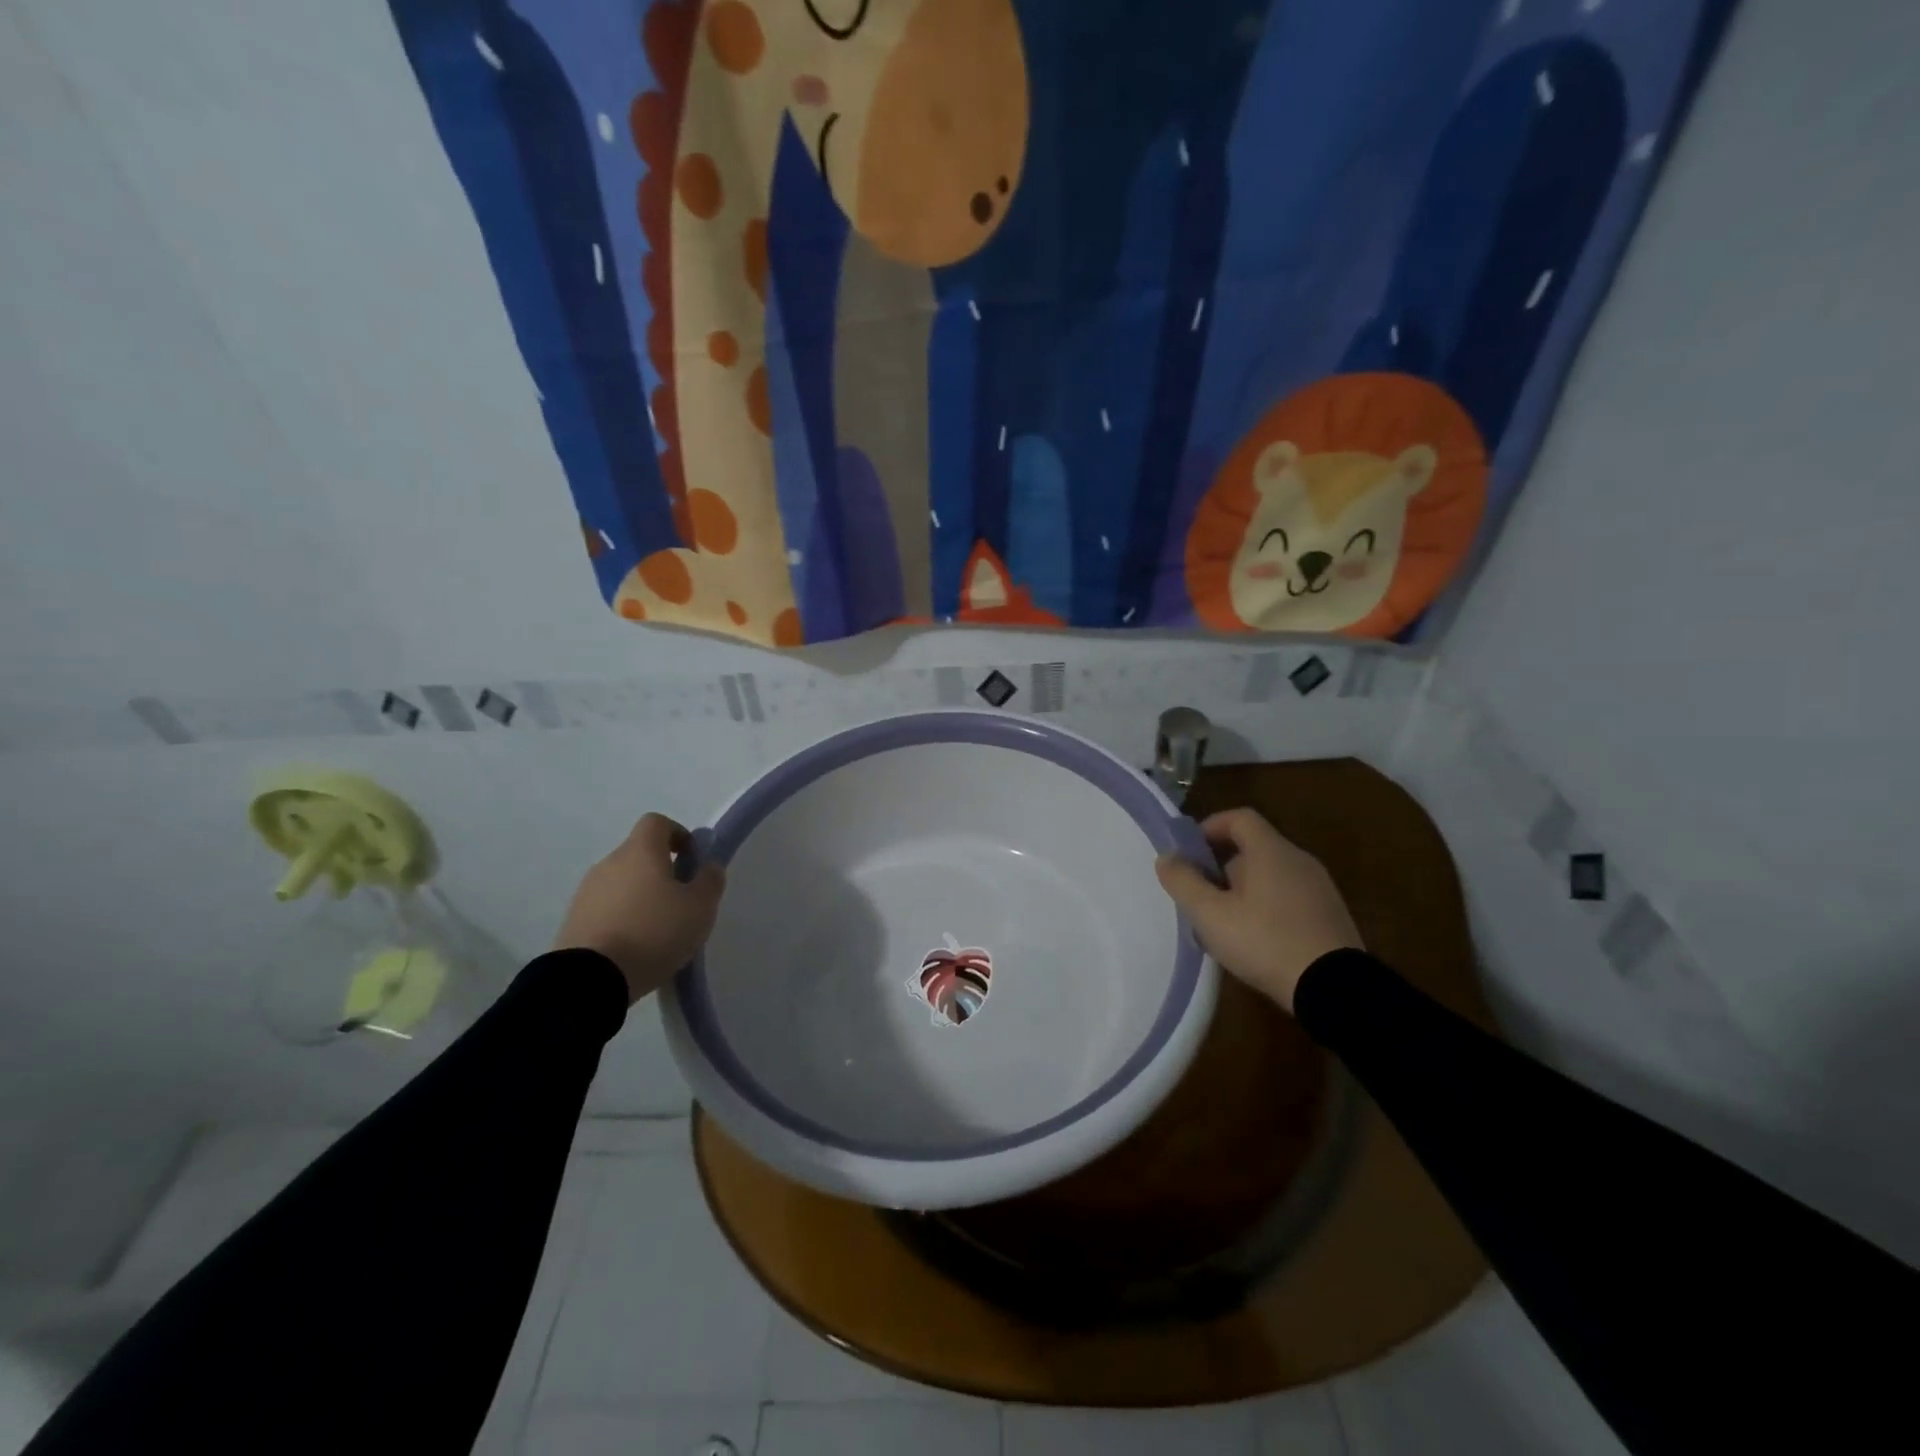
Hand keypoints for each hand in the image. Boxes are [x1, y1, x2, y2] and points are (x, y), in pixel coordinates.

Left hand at [555, 814, 725, 1002]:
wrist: (590, 979)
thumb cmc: (654, 932)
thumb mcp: (700, 907)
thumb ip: (710, 881)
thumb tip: (708, 867)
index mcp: (640, 851)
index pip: (657, 822)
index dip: (678, 835)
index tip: (692, 860)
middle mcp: (609, 863)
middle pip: (639, 854)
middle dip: (661, 871)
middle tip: (681, 902)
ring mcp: (586, 892)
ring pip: (621, 883)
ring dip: (640, 896)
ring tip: (658, 930)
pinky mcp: (573, 921)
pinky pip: (605, 909)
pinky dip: (622, 918)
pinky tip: (634, 947)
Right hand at [1154, 807, 1360, 1012]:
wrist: (1336, 989)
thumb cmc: (1265, 941)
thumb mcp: (1211, 915)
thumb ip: (1184, 882)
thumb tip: (1166, 857)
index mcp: (1271, 851)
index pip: (1240, 818)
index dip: (1211, 827)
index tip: (1190, 851)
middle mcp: (1299, 860)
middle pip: (1254, 848)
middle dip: (1222, 868)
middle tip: (1202, 897)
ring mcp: (1320, 889)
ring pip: (1272, 876)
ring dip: (1243, 891)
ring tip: (1224, 925)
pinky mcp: (1331, 916)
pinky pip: (1290, 899)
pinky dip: (1267, 908)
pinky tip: (1256, 942)